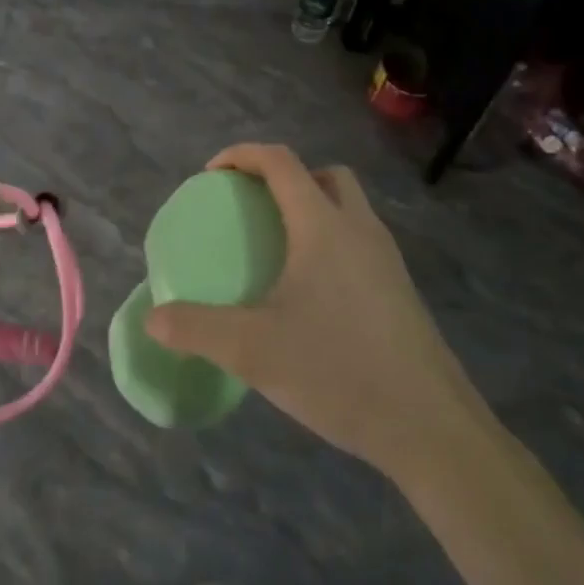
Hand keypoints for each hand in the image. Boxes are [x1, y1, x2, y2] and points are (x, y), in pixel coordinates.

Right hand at [146, 143, 489, 482]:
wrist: (431, 429)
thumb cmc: (337, 370)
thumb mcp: (252, 350)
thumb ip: (195, 329)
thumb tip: (153, 319)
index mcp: (322, 226)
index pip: (281, 162)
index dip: (242, 155)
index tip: (211, 176)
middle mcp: (360, 230)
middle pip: (324, 175)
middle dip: (284, 178)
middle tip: (252, 208)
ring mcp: (388, 260)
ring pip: (349, 208)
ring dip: (312, 208)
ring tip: (278, 250)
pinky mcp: (401, 291)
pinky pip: (361, 242)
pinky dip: (331, 242)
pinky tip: (311, 294)